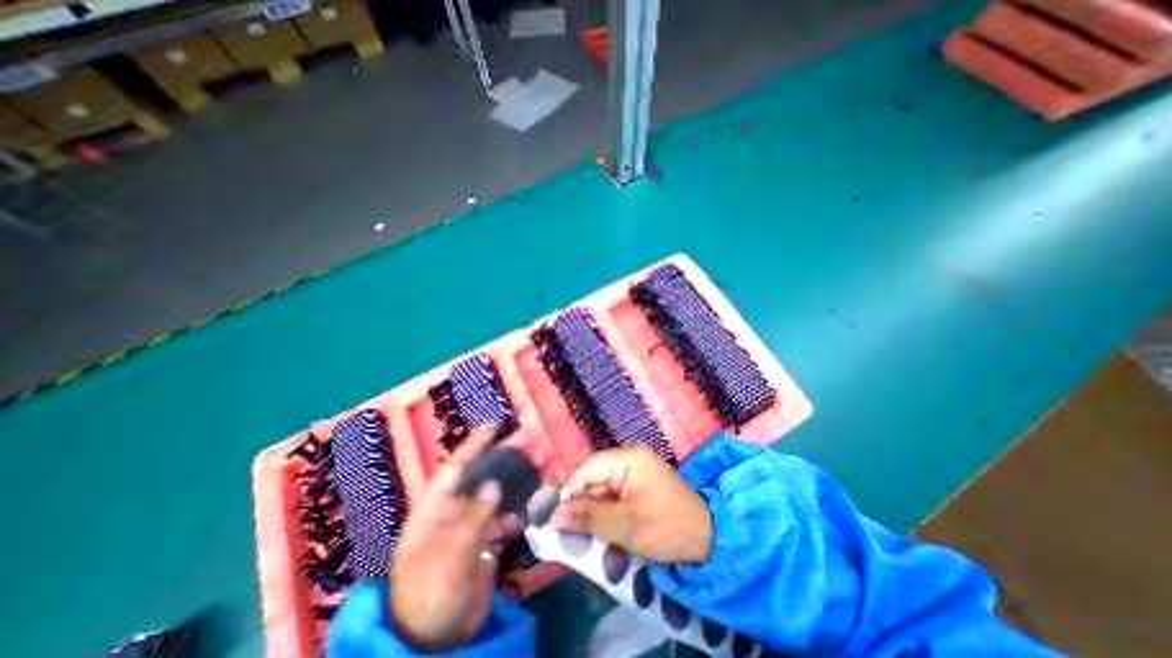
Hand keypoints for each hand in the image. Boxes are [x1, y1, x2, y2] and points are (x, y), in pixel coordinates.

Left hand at [389, 427, 518, 651]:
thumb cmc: (429, 596)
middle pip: (481, 476)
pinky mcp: (482, 542)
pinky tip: (530, 510)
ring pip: (495, 495)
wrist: (435, 640)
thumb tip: (494, 486)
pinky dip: (517, 512)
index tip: (493, 426)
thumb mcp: (448, 559)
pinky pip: (502, 519)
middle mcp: (453, 512)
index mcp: (434, 511)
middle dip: (503, 458)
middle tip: (528, 441)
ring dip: (516, 482)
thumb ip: (472, 522)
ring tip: (540, 466)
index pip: (454, 469)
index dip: (473, 446)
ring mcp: (469, 526)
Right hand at [553, 444, 714, 561]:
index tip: (554, 516)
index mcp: (628, 459)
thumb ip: (588, 518)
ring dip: (590, 511)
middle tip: (564, 530)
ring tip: (579, 535)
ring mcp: (633, 473)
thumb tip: (554, 516)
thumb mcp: (625, 525)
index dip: (569, 490)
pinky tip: (597, 531)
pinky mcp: (636, 487)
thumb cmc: (667, 527)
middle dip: (580, 503)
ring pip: (600, 489)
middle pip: (593, 478)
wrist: (707, 540)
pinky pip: (611, 497)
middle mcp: (628, 460)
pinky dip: (603, 514)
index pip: (588, 468)